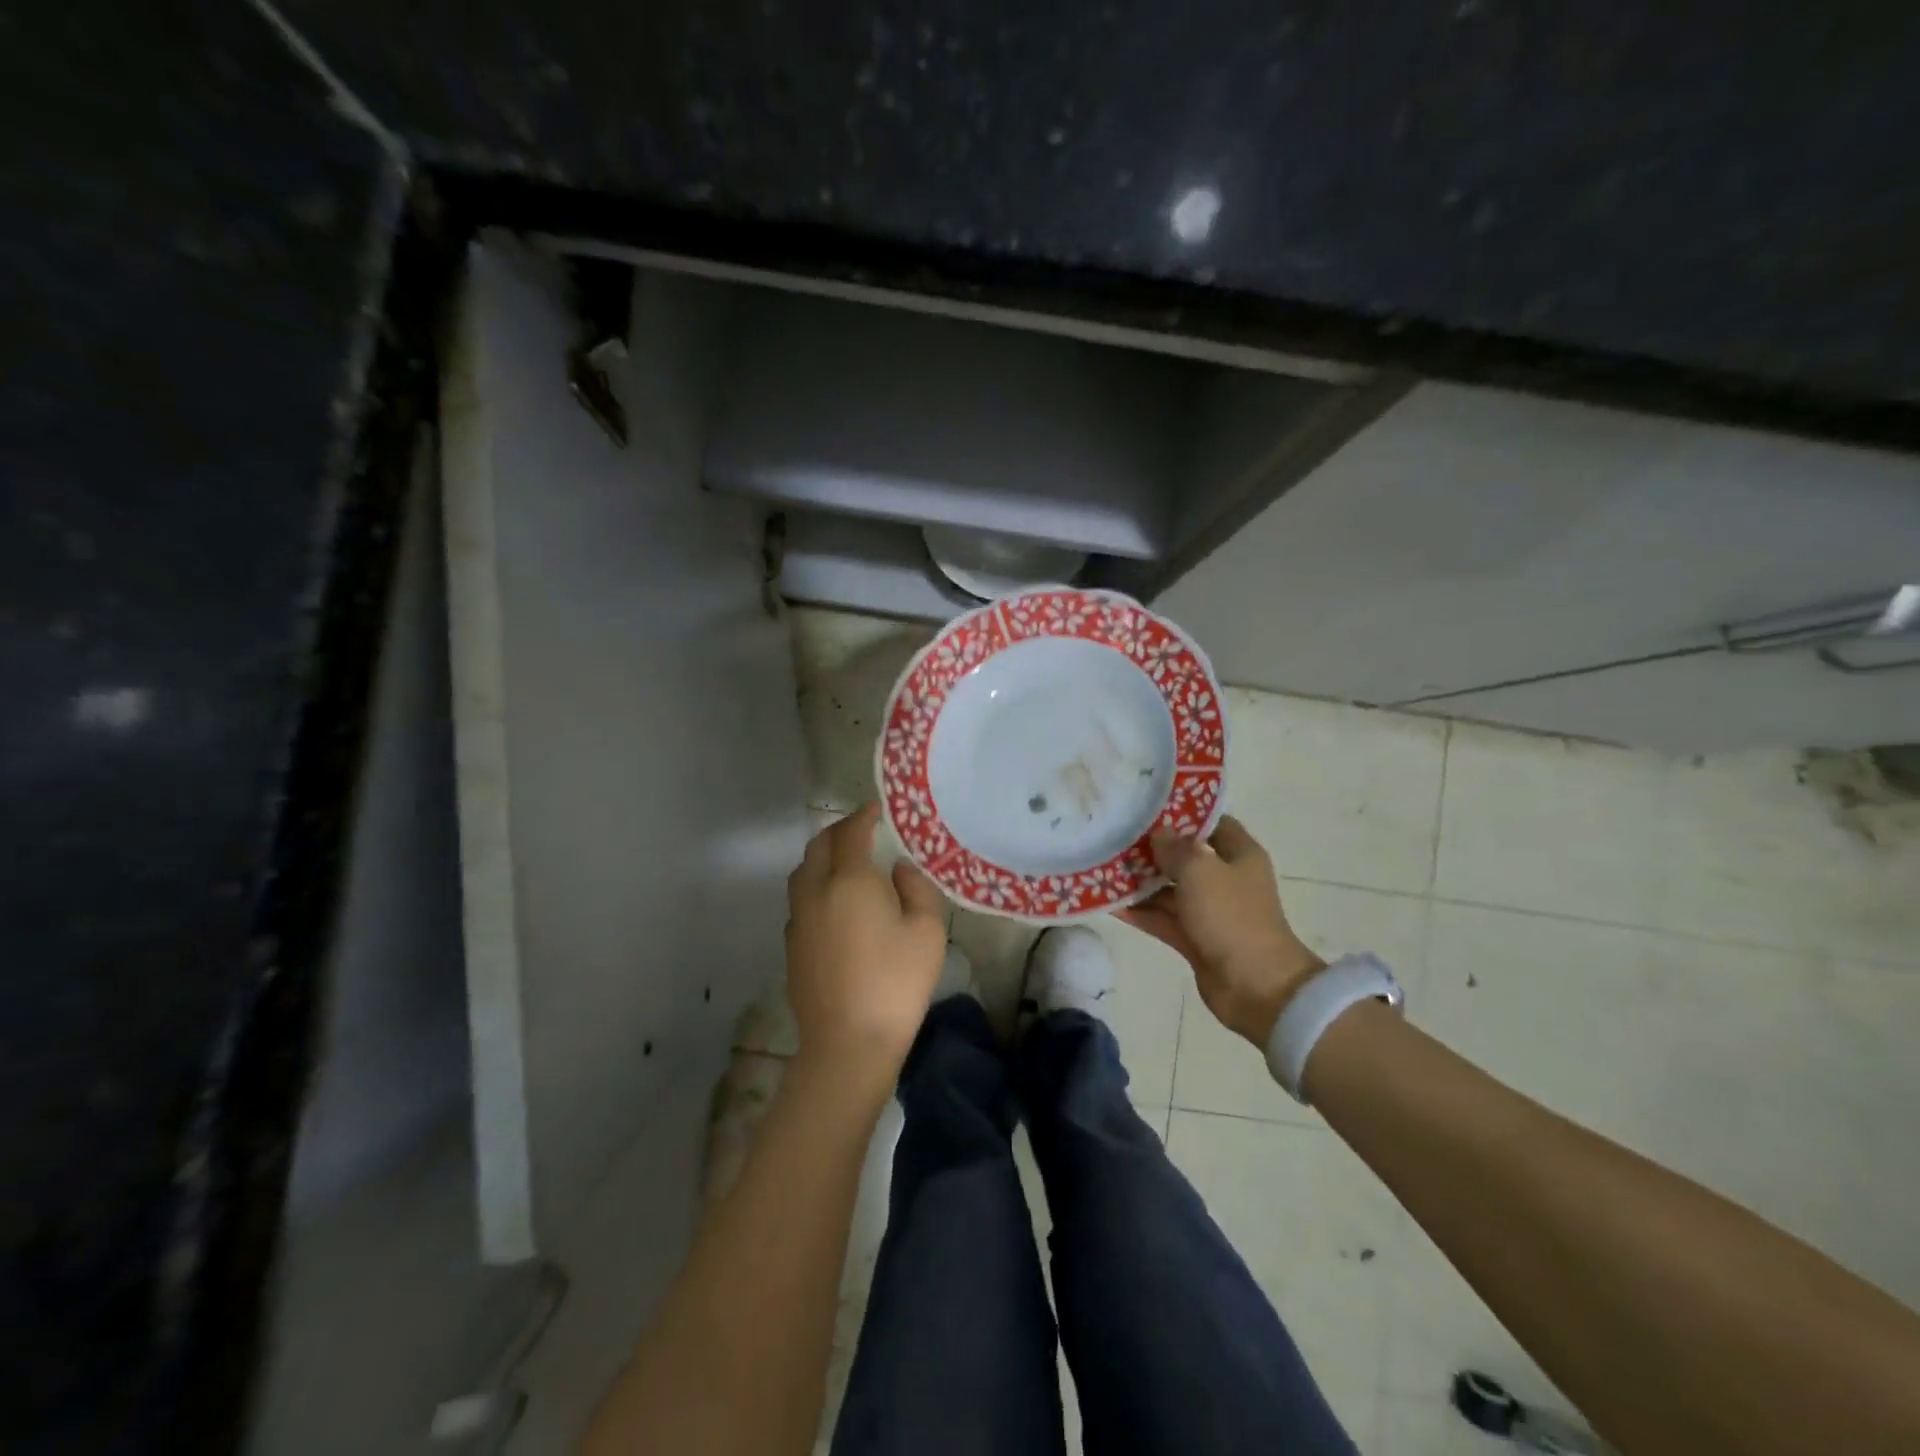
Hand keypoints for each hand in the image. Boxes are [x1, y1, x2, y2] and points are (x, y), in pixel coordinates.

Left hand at [784, 803, 948, 1090]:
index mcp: (849, 881)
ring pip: (803, 872)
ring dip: (822, 857)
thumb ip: (915, 888)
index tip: (876, 808)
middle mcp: (816, 892)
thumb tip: (897, 869)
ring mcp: (798, 920)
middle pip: (819, 846)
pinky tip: (833, 904)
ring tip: (844, 861)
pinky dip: (815, 886)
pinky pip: (800, 900)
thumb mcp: (927, 931)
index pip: (851, 833)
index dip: (863, 816)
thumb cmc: (896, 983)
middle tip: (861, 830)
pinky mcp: (791, 946)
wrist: (848, 1043)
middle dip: (839, 831)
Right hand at [1117, 816, 1323, 1046]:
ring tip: (1101, 867)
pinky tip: (1107, 902)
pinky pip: (1162, 917)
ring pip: (1169, 888)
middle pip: (1184, 856)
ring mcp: (1209, 910)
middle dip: (1151, 849)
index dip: (1182, 813)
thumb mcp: (1200, 870)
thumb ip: (1175, 849)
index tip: (1146, 807)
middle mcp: (1225, 878)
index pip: (1211, 822)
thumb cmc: (1232, 916)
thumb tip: (1157, 834)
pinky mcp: (1194, 938)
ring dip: (1140, 882)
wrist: (1256, 986)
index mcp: (1239, 854)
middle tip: (1114, 836)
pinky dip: (1139, 911)